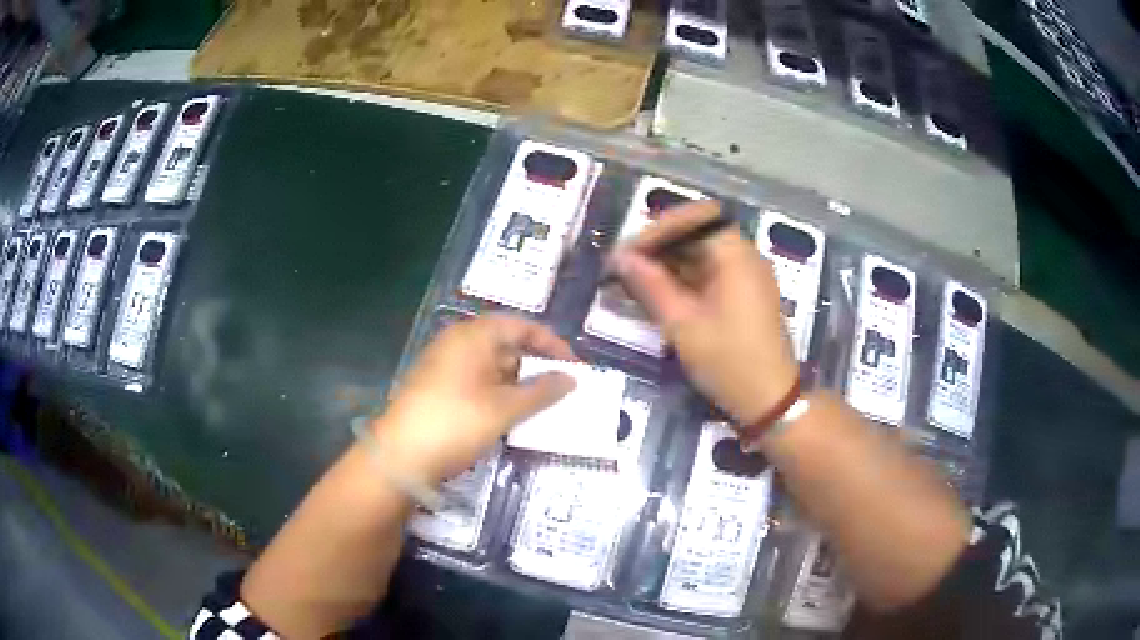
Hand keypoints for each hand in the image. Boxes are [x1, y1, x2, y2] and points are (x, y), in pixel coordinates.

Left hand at [375, 314, 576, 483]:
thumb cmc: (455, 423)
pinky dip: (499, 394)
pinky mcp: (438, 388)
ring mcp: (445, 366)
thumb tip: (571, 379)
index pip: (521, 326)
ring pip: (492, 366)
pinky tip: (512, 415)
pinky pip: (477, 382)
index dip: (552, 344)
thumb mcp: (504, 409)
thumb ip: (541, 392)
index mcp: (473, 336)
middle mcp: (457, 343)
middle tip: (562, 389)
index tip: (575, 367)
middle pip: (506, 344)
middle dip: (536, 365)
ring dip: (519, 383)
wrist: (399, 457)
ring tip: (543, 406)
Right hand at [610, 201, 798, 425]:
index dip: (659, 229)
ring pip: (702, 253)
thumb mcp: (684, 326)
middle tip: (627, 267)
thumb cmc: (729, 362)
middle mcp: (745, 257)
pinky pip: (710, 273)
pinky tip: (660, 295)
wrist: (770, 401)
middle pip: (698, 232)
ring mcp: (747, 276)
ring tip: (636, 282)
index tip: (629, 253)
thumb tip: (621, 259)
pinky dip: (684, 278)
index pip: (695, 219)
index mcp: (736, 256)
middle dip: (660, 245)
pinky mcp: (744, 295)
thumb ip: (651, 286)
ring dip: (669, 262)